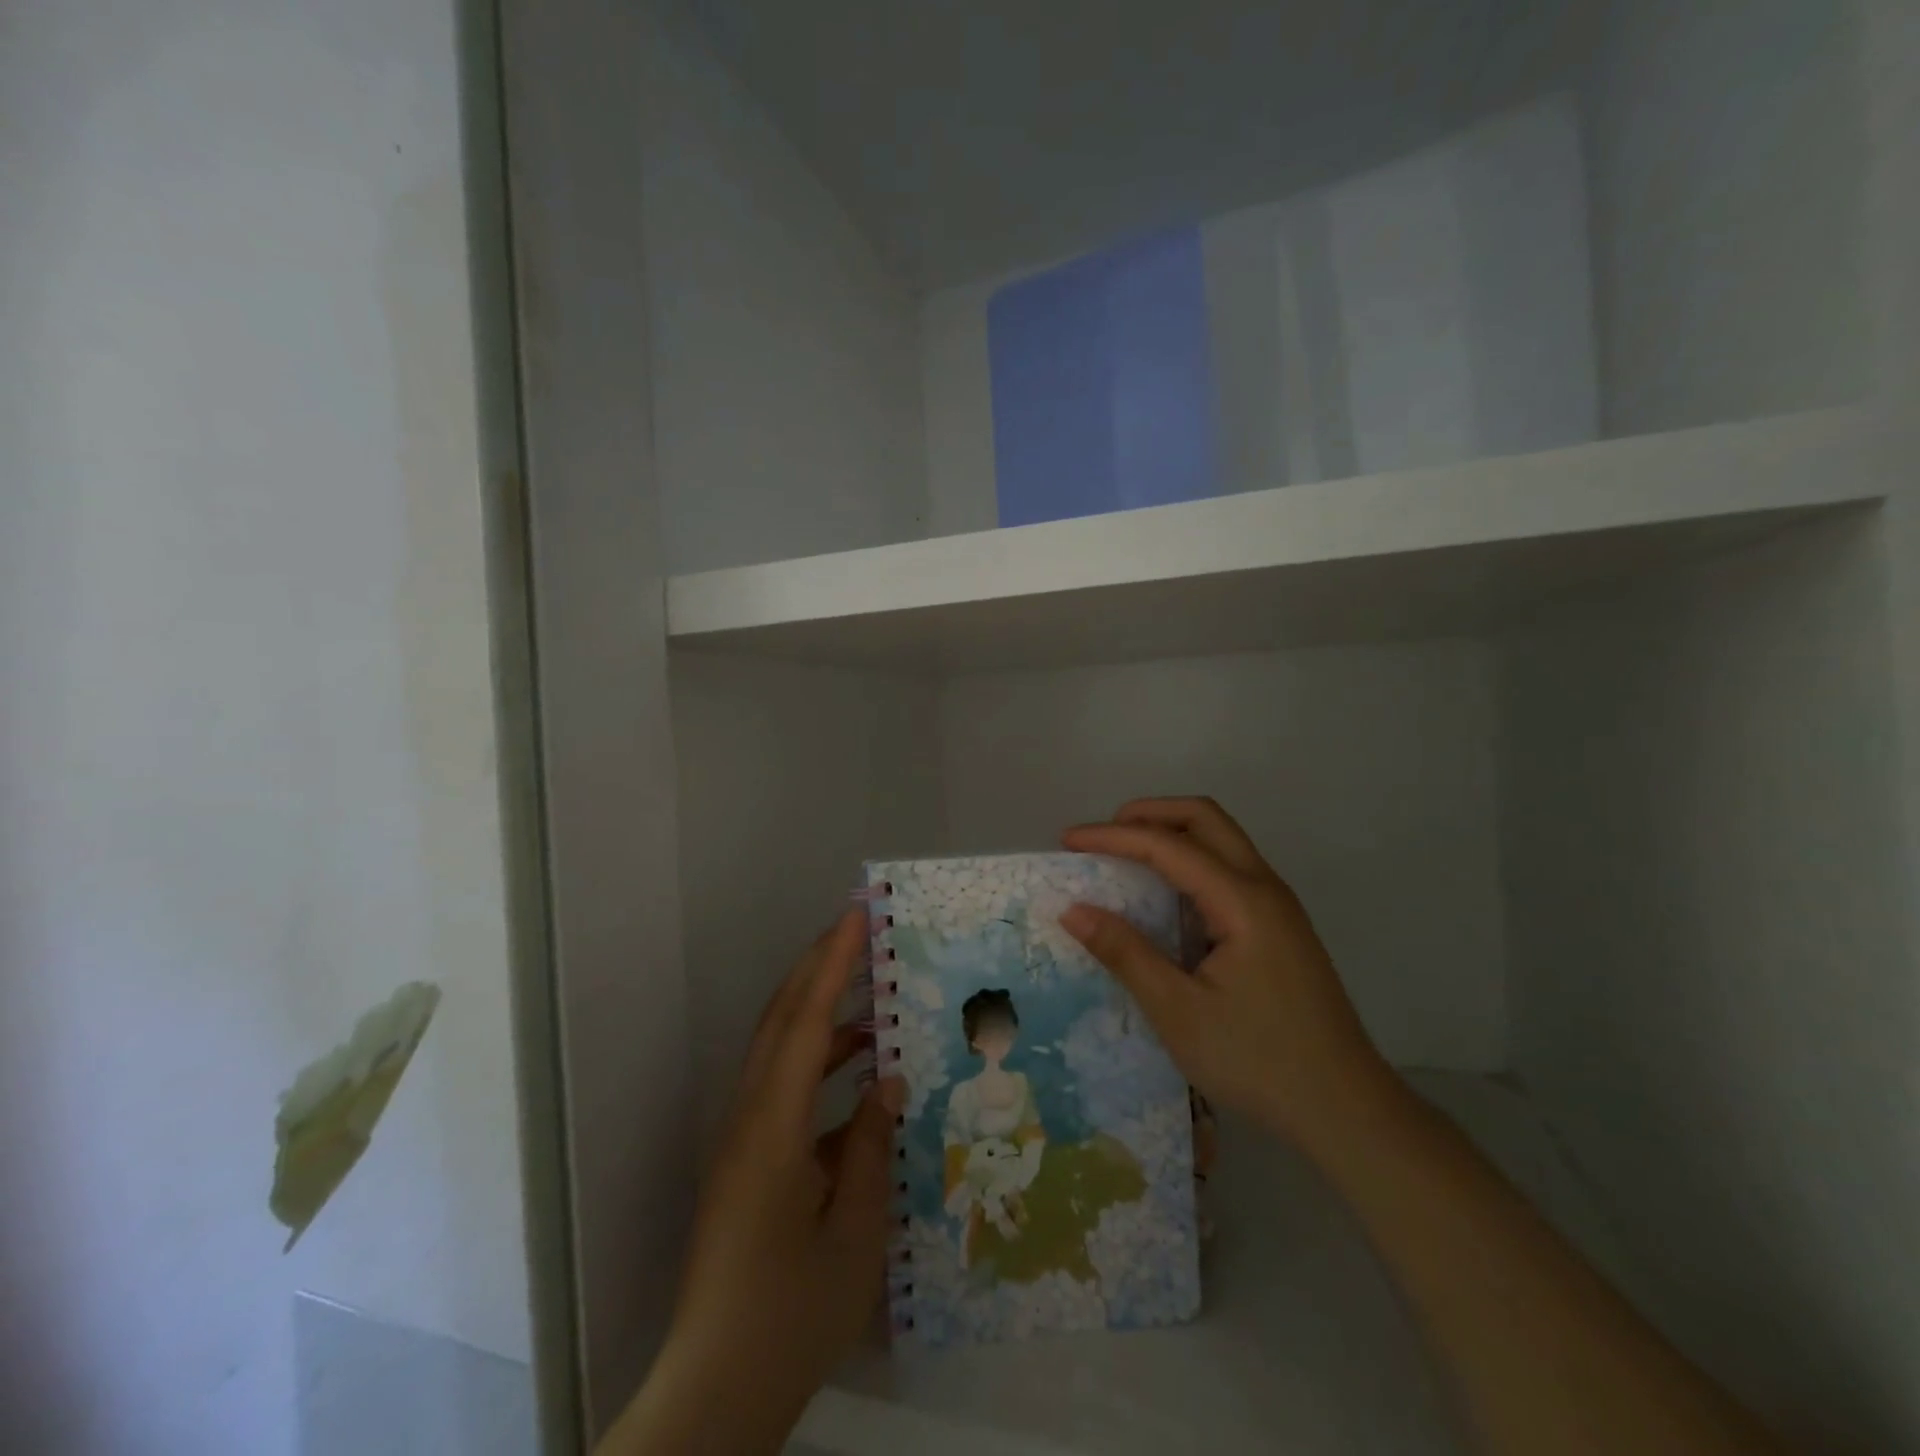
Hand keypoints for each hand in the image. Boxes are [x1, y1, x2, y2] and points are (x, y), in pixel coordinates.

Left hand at [601, 910, 901, 1455]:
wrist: (715, 1389)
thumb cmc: (792, 1313)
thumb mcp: (854, 1232)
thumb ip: (871, 1146)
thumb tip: (888, 1081)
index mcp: (772, 1127)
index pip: (806, 1022)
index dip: (832, 964)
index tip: (856, 917)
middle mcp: (748, 1118)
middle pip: (781, 1021)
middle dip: (818, 967)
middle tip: (859, 930)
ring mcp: (742, 1139)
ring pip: (779, 1050)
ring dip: (821, 1013)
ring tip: (872, 997)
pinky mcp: (746, 1161)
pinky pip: (783, 1088)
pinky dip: (819, 1064)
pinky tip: (860, 1077)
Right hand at [1060, 797, 1389, 1155]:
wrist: (1345, 1110)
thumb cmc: (1257, 1060)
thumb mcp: (1178, 1011)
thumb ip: (1125, 953)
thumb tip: (1073, 909)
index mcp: (1242, 901)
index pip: (1168, 845)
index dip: (1112, 836)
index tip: (1067, 841)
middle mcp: (1265, 888)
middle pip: (1205, 818)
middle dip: (1148, 814)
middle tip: (1103, 835)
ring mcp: (1278, 907)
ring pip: (1222, 841)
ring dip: (1172, 835)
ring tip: (1126, 857)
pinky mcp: (1280, 928)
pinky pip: (1230, 870)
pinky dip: (1190, 863)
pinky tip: (1166, 898)